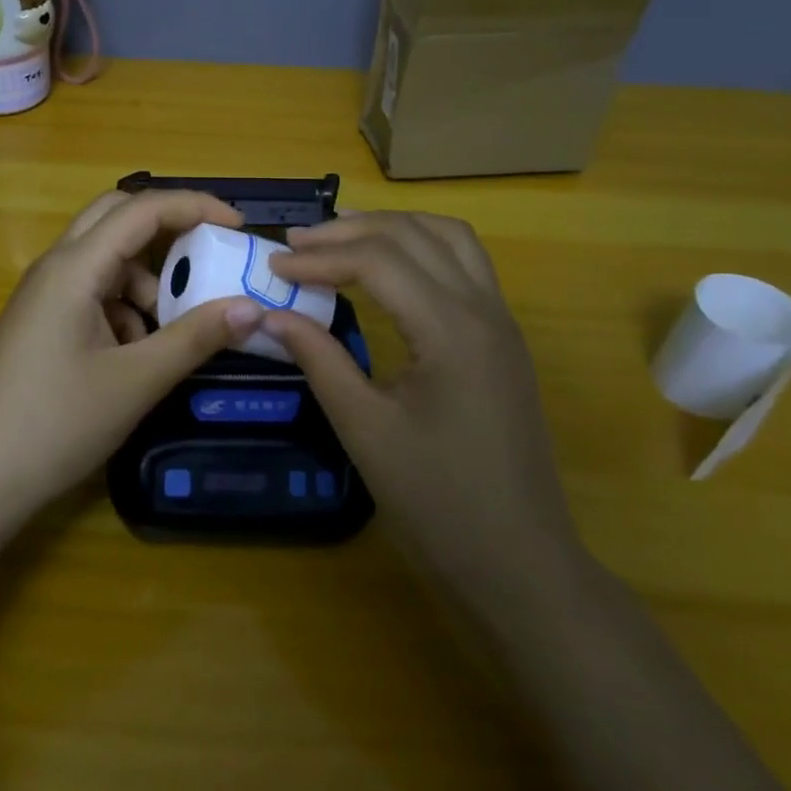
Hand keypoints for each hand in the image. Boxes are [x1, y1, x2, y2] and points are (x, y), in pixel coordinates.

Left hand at [0, 189, 265, 514]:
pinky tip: (135, 356)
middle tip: (208, 256)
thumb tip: (251, 307)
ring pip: (105, 260)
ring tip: (172, 329)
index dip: (195, 207)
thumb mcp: (137, 381)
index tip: (239, 227)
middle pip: (116, 218)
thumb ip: (196, 337)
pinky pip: (91, 293)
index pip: (141, 209)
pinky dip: (123, 307)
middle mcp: (55, 267)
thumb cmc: (56, 424)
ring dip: (146, 279)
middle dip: (167, 231)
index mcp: (74, 267)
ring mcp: (43, 295)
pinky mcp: (40, 323)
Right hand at [261, 211, 579, 586]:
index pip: (378, 261)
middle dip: (351, 230)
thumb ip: (319, 359)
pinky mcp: (504, 340)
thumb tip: (271, 314)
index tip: (273, 266)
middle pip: (415, 235)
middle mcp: (485, 310)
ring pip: (449, 238)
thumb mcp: (364, 429)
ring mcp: (502, 322)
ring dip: (393, 228)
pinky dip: (421, 247)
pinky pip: (465, 264)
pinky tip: (389, 269)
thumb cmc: (437, 502)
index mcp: (452, 330)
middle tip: (297, 243)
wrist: (519, 562)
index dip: (320, 257)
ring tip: (340, 238)